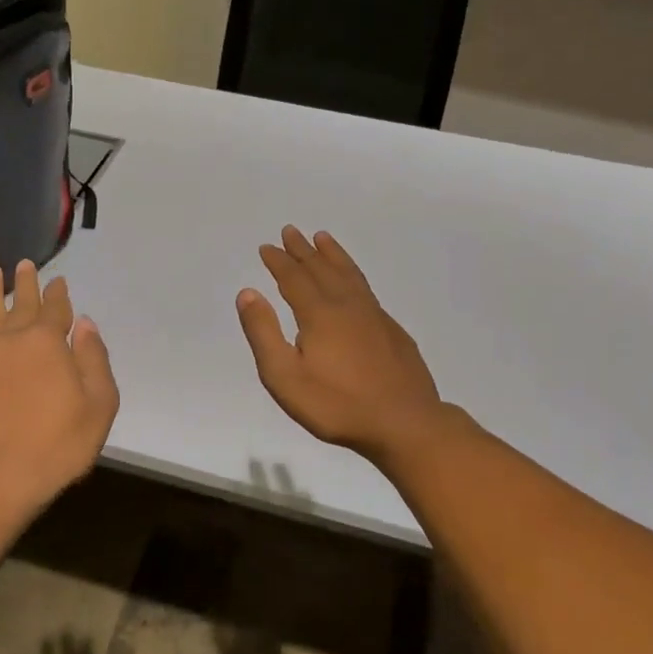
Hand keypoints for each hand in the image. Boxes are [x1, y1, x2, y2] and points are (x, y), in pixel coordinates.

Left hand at [0, 259, 119, 514]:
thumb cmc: (58, 445)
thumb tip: (85, 324)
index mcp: (49, 344)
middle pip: (21, 304)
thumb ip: (94, 360)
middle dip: (26, 283)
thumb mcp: (99, 405)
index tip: (59, 280)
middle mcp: (13, 340)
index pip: (57, 309)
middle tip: (25, 264)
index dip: (59, 294)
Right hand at [237, 226, 443, 460]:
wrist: (404, 423)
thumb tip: (248, 292)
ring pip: (349, 274)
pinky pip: (366, 289)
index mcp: (319, 314)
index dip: (279, 262)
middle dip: (303, 250)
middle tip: (290, 231)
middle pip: (322, 269)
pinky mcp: (392, 331)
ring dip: (333, 254)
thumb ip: (264, 333)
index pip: (294, 278)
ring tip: (323, 238)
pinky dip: (353, 273)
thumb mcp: (285, 376)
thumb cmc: (336, 404)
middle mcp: (348, 305)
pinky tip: (353, 282)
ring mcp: (374, 316)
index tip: (267, 247)